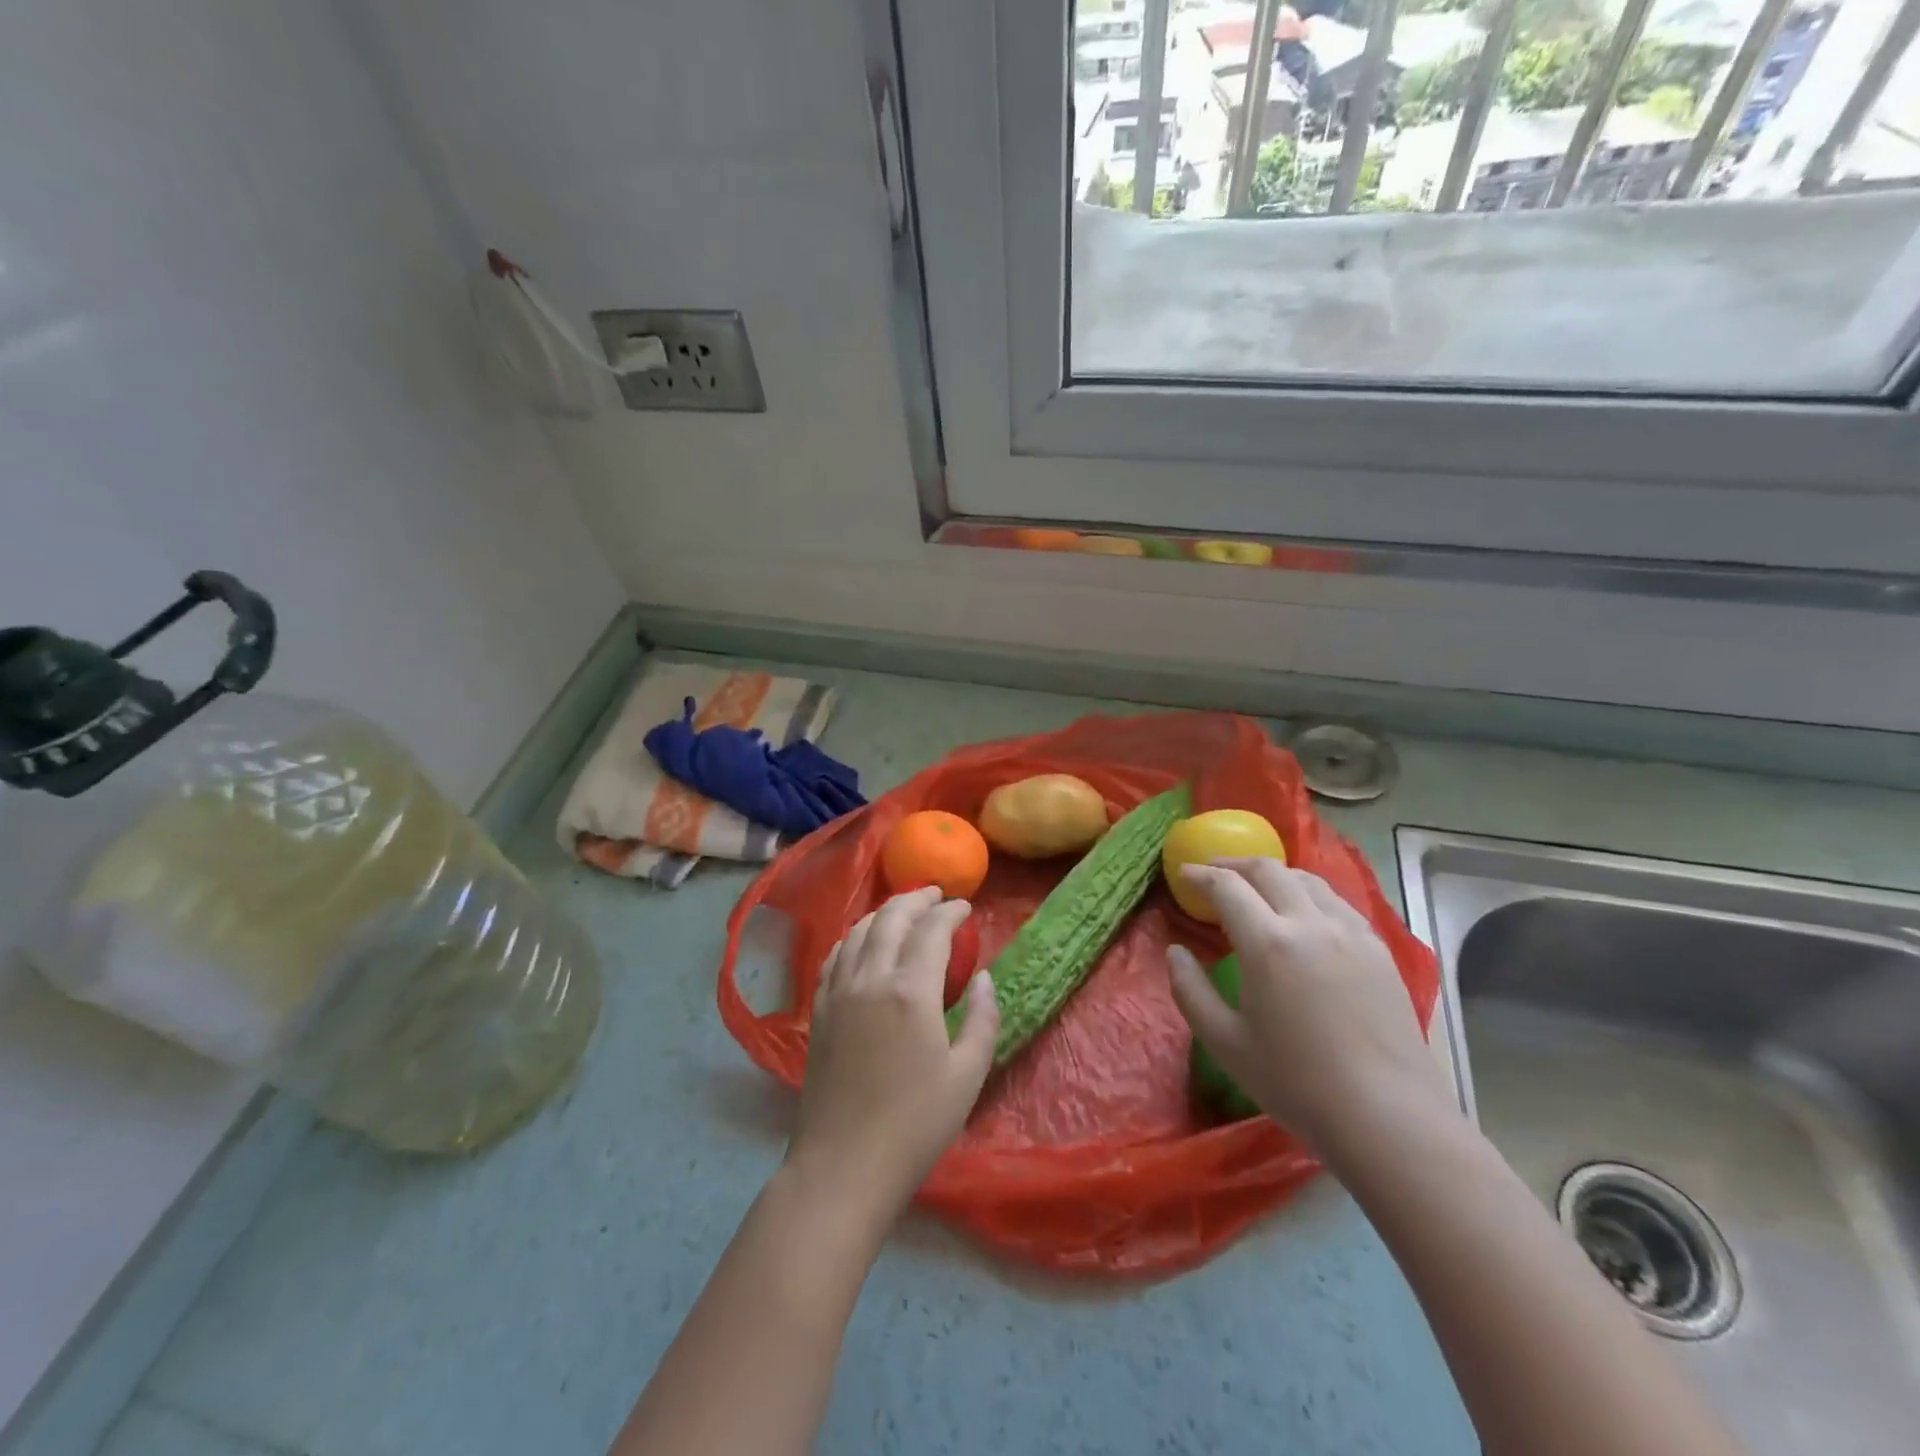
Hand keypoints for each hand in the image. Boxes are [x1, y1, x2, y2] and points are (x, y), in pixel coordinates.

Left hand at [786, 887, 999, 1229]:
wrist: (843, 1165)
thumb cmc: (915, 1125)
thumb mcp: (967, 1075)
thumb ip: (982, 1018)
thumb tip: (983, 977)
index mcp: (910, 990)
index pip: (931, 930)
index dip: (950, 912)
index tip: (966, 908)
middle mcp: (870, 977)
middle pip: (891, 918)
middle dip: (916, 899)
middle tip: (937, 896)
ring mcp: (838, 991)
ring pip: (858, 930)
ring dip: (884, 912)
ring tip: (904, 911)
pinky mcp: (819, 1009)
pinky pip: (835, 954)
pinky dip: (855, 936)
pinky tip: (863, 942)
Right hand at [1168, 859, 1451, 1154]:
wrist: (1388, 1117)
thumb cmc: (1296, 1083)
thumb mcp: (1224, 1042)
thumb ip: (1190, 991)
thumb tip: (1176, 952)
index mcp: (1268, 943)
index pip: (1227, 887)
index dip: (1200, 875)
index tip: (1184, 874)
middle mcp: (1310, 923)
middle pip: (1269, 870)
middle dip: (1235, 863)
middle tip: (1214, 871)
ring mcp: (1351, 933)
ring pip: (1307, 880)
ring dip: (1274, 874)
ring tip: (1257, 886)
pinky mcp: (1379, 950)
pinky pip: (1337, 903)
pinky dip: (1309, 893)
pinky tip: (1304, 913)